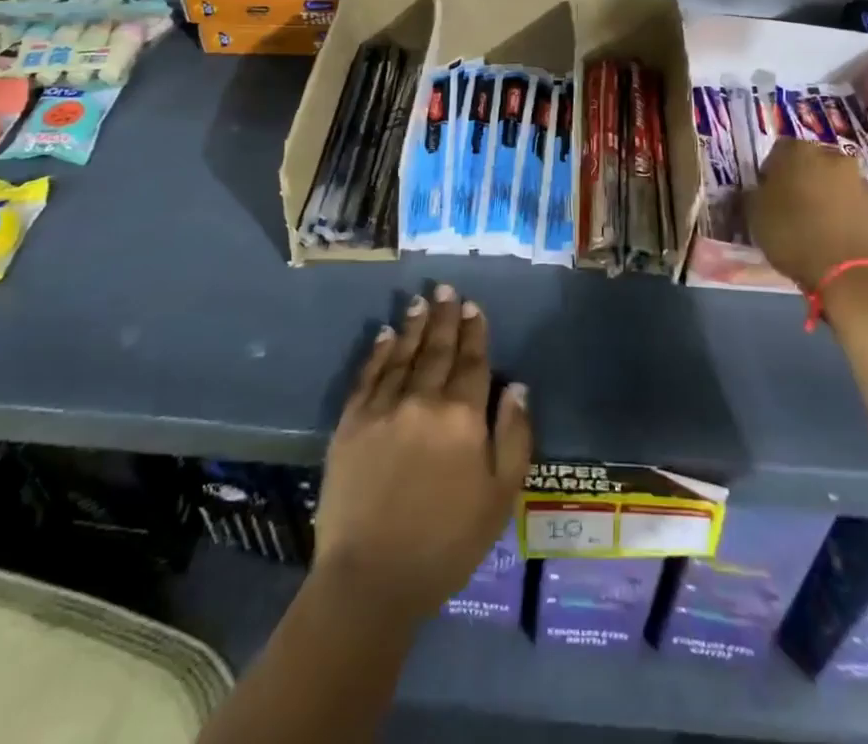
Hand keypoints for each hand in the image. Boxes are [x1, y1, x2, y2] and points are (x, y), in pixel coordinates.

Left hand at [315, 284, 531, 624]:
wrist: (372, 579)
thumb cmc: (446, 543)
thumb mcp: (500, 497)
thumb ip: (514, 436)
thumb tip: (517, 386)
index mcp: (462, 418)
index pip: (472, 362)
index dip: (474, 332)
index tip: (472, 306)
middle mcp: (423, 401)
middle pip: (437, 349)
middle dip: (444, 317)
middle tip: (445, 288)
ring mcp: (383, 409)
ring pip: (402, 354)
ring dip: (413, 325)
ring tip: (419, 300)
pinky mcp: (350, 424)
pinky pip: (367, 376)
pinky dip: (378, 352)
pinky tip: (383, 334)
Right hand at [748, 142, 867, 291]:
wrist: (853, 272)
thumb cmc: (794, 236)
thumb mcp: (755, 217)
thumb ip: (753, 196)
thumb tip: (756, 191)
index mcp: (799, 152)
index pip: (778, 151)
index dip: (770, 172)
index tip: (766, 195)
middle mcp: (833, 157)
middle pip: (812, 164)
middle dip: (802, 181)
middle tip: (791, 209)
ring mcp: (861, 182)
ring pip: (836, 184)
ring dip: (826, 199)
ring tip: (815, 230)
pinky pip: (855, 207)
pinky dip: (846, 217)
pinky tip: (837, 241)